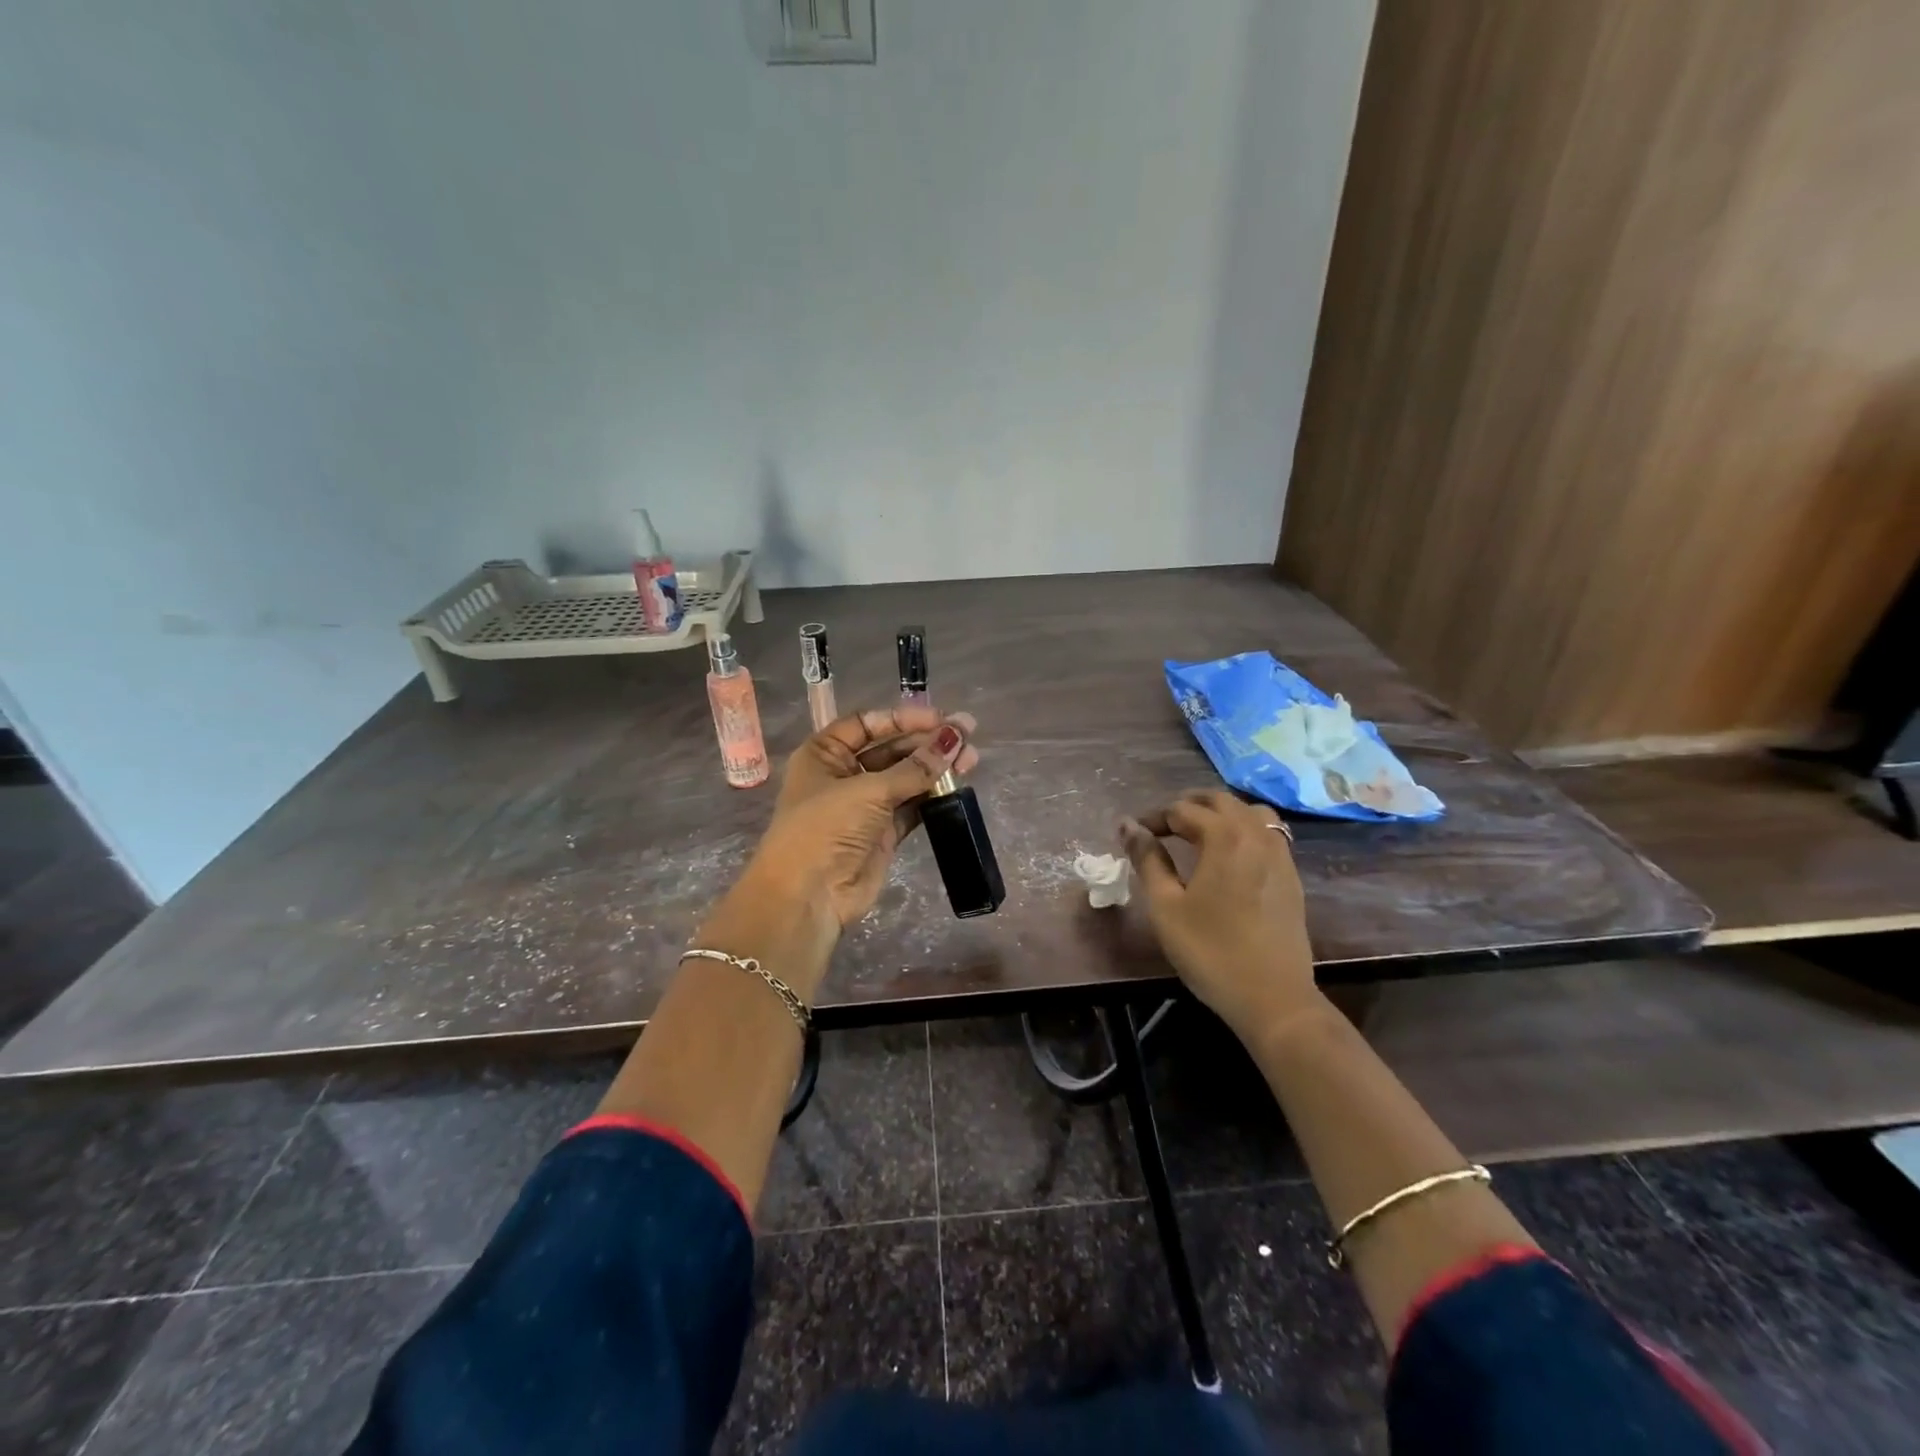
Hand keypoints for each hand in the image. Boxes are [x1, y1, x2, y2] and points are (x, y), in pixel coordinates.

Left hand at [744, 705, 979, 933]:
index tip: (938, 718)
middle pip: (891, 750)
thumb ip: (915, 767)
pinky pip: (912, 806)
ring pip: (906, 778)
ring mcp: (865, 806)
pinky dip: (933, 796)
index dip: (902, 718)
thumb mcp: (868, 791)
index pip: (867, 724)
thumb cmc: (825, 829)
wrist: (807, 896)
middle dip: (927, 742)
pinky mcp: (883, 833)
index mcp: (825, 754)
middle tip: (968, 734)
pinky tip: (958, 785)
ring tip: (972, 758)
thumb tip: (954, 739)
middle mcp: (844, 775)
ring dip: (936, 768)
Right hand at [1119, 790, 1319, 1038]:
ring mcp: (1280, 854)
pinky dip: (1244, 829)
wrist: (1273, 999)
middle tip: (1161, 827)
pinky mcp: (1291, 876)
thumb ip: (1147, 859)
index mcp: (1224, 837)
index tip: (1134, 835)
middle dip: (1187, 806)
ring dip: (1221, 813)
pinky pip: (1268, 833)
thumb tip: (1127, 825)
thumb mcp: (1165, 906)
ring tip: (1197, 833)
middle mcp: (1256, 835)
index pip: (1182, 810)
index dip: (1153, 818)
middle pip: (1220, 801)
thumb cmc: (1210, 951)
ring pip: (1250, 812)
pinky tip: (1230, 855)